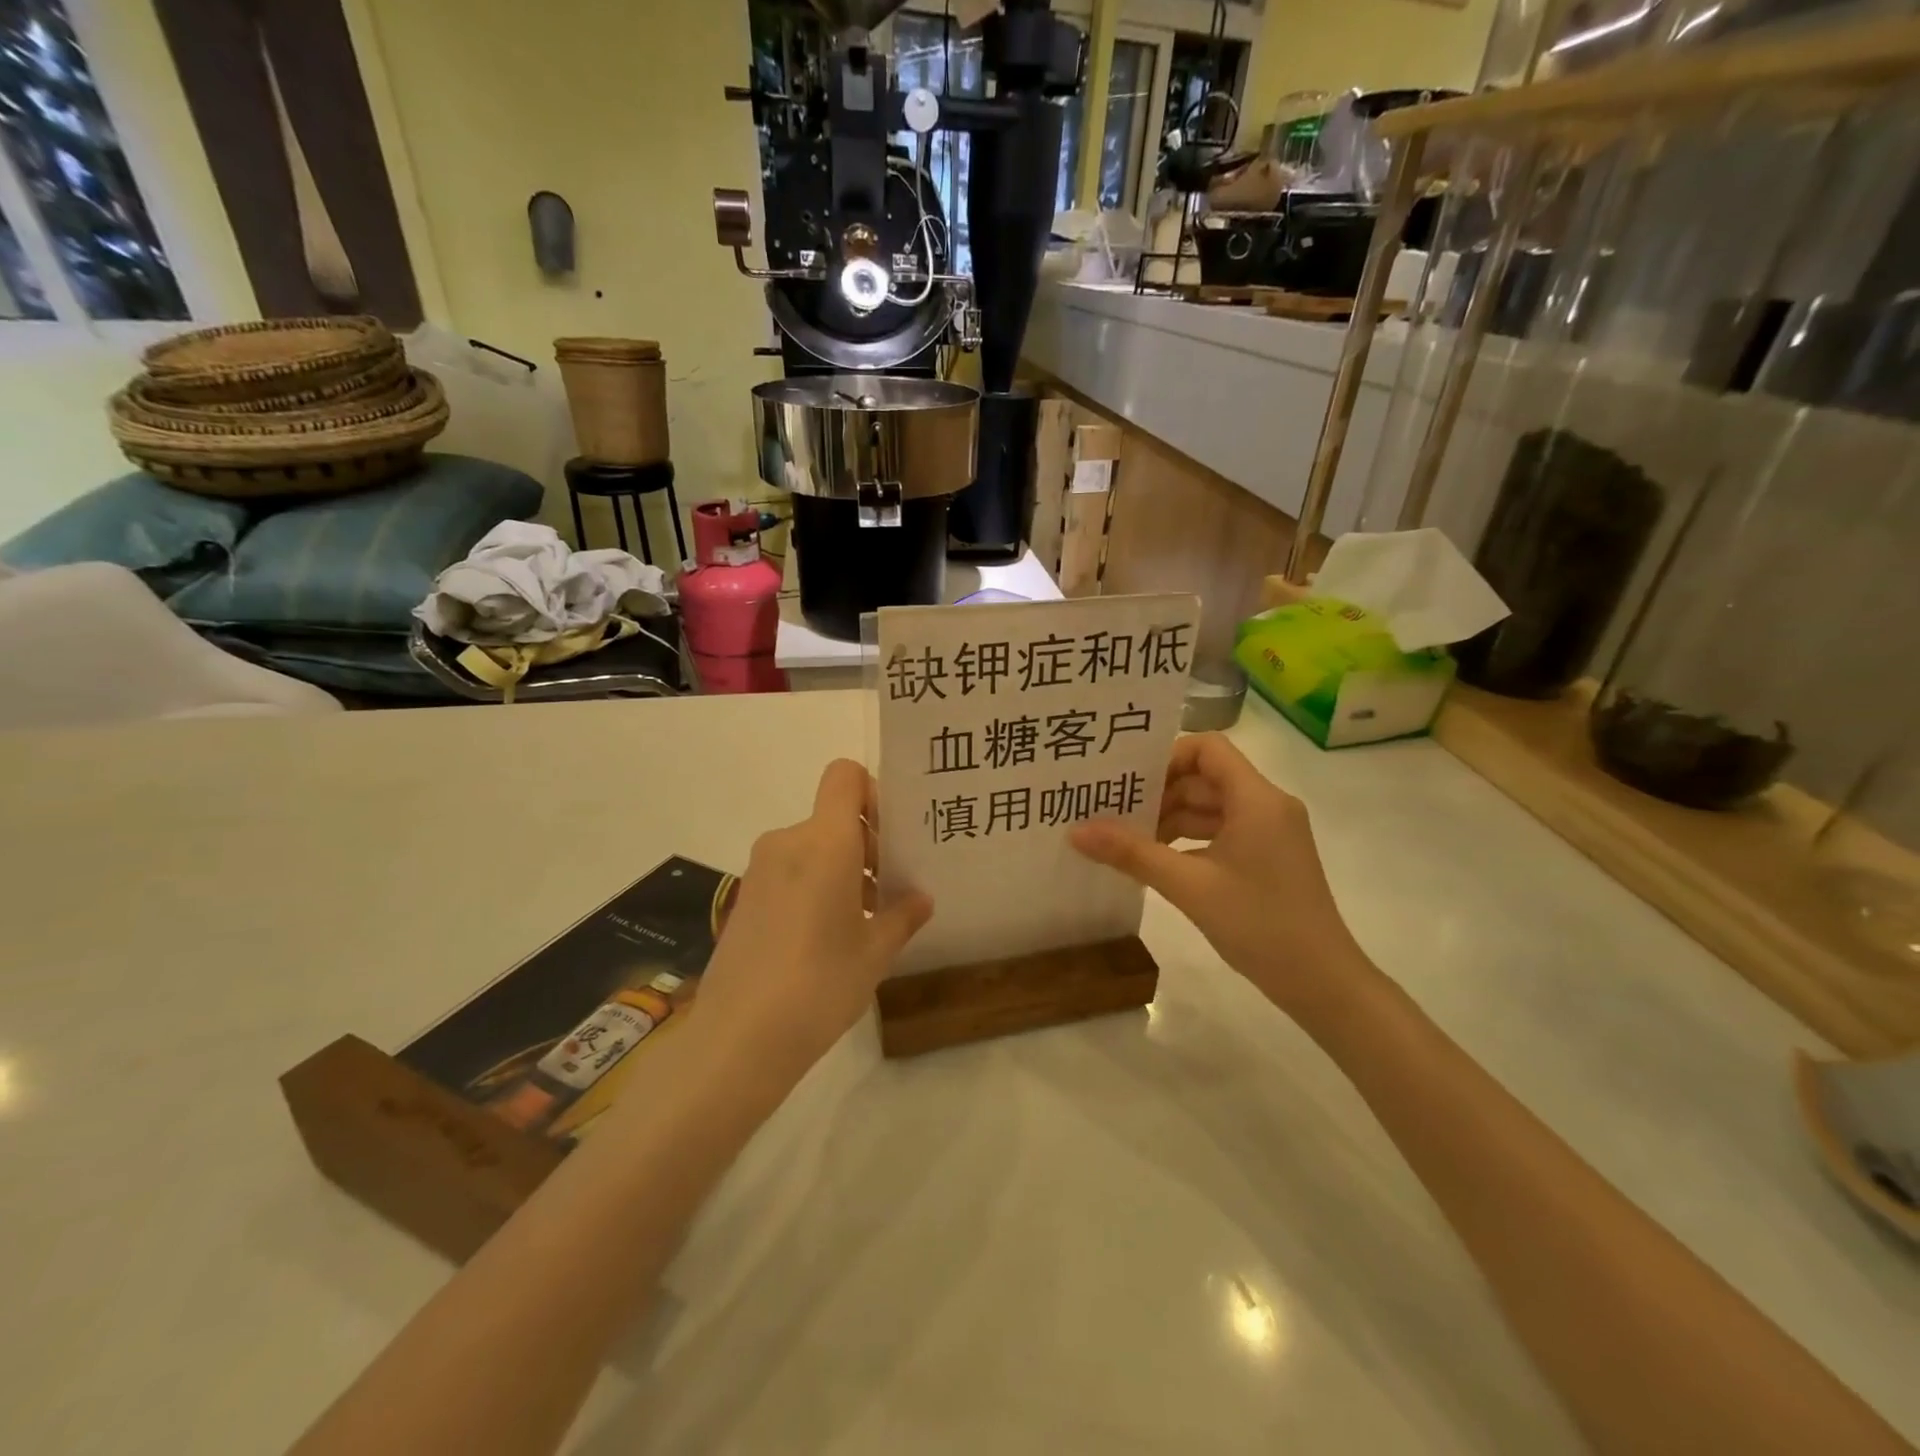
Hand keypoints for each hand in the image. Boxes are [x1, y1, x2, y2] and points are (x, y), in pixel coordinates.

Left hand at [696, 759, 932, 1075]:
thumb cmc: (819, 984)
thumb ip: (902, 915)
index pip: (845, 775)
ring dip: (842, 870)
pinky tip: (827, 939)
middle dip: (866, 844)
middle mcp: (788, 842)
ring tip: (864, 922)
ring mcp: (760, 870)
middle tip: (890, 890)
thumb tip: (920, 899)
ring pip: (813, 847)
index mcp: (825, 841)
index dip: (872, 793)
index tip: (891, 837)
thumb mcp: (875, 952)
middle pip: (833, 816)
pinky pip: (790, 872)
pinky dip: (814, 887)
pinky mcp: (745, 898)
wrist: (737, 1039)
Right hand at [1070, 733, 1372, 1019]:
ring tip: (1126, 837)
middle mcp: (1267, 805)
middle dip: (1160, 792)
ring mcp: (1270, 832)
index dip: (1167, 757)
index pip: (1208, 749)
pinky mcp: (1267, 857)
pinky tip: (1156, 859)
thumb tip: (1076, 831)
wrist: (1322, 983)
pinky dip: (1189, 839)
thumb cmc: (1260, 924)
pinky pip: (1221, 831)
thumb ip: (1132, 853)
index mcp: (1257, 799)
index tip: (1130, 782)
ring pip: (1211, 807)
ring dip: (1171, 818)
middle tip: (1113, 809)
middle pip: (1206, 777)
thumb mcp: (1188, 886)